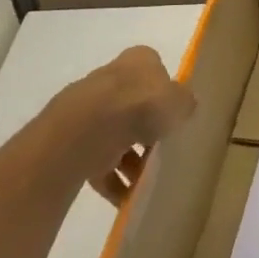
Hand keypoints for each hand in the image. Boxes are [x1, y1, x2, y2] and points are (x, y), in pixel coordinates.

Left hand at [41, 46, 195, 203]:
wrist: (86, 130)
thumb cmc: (141, 105)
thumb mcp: (179, 101)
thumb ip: (185, 103)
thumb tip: (185, 107)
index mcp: (137, 60)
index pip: (156, 72)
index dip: (167, 95)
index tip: (175, 118)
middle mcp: (111, 79)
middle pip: (135, 107)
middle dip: (148, 134)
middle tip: (164, 154)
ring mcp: (88, 109)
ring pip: (116, 137)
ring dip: (131, 162)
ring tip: (146, 183)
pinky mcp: (73, 139)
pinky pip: (98, 161)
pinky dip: (112, 180)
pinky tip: (126, 197)